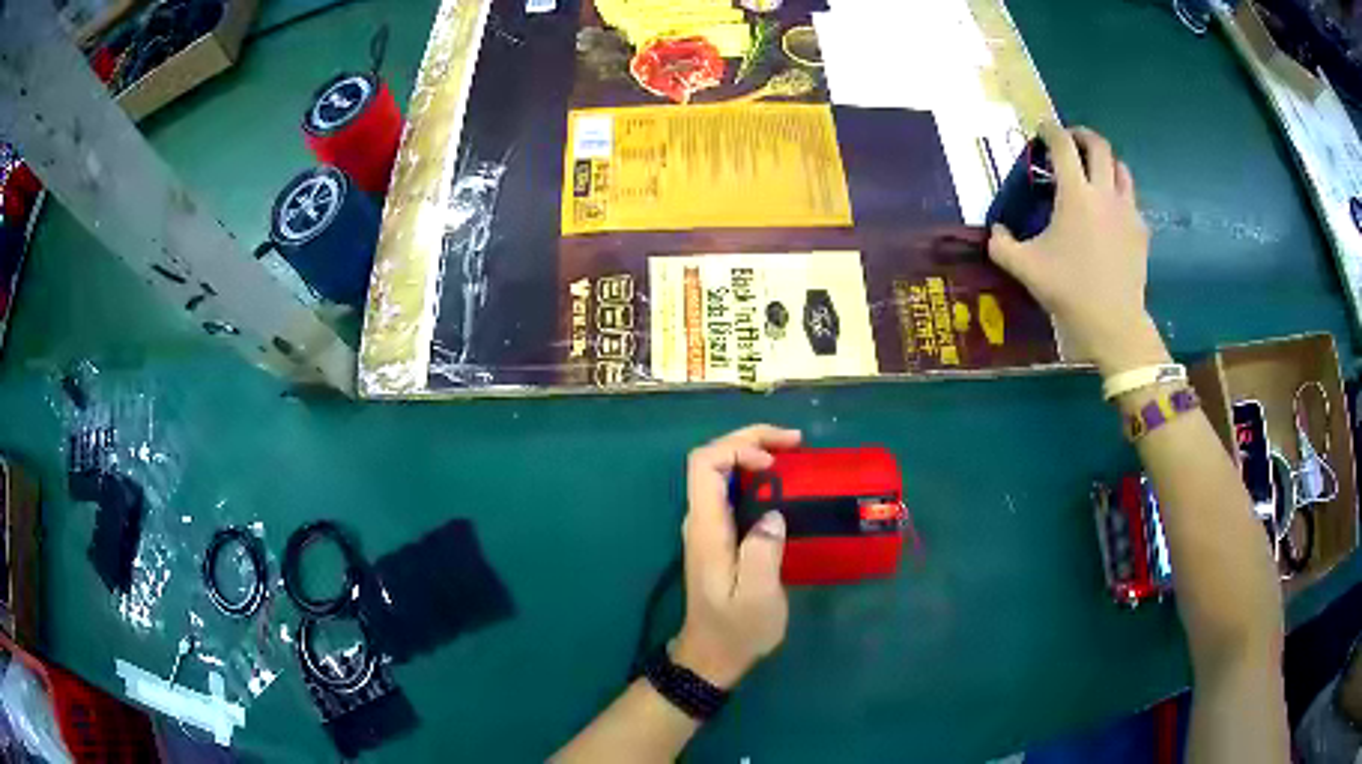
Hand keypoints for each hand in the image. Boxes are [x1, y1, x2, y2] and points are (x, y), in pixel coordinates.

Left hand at [673, 424, 801, 688]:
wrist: (712, 657)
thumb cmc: (736, 630)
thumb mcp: (758, 598)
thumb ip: (763, 552)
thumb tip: (773, 514)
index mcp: (706, 528)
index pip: (704, 465)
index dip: (738, 449)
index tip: (775, 463)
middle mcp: (701, 521)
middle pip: (713, 461)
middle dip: (751, 441)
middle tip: (797, 443)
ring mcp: (708, 528)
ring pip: (722, 473)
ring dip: (755, 455)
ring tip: (795, 457)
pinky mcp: (719, 538)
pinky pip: (734, 493)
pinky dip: (758, 478)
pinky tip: (784, 486)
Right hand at [988, 122, 1169, 375]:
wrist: (1113, 323)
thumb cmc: (1068, 290)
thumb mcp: (1024, 268)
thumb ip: (1002, 245)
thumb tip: (997, 232)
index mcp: (1075, 194)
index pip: (1062, 145)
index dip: (1050, 129)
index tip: (1042, 127)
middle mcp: (1104, 192)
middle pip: (1099, 145)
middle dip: (1082, 135)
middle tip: (1071, 142)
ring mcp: (1127, 210)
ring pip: (1121, 168)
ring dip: (1106, 162)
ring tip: (1095, 172)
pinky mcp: (1141, 231)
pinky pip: (1132, 199)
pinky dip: (1120, 194)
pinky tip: (1111, 211)